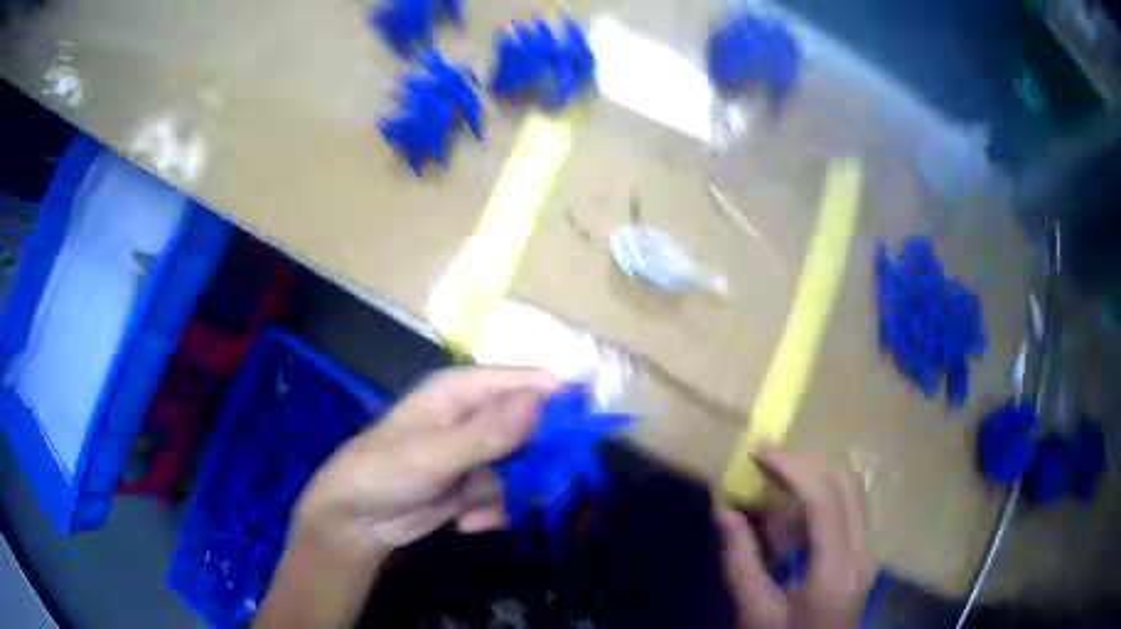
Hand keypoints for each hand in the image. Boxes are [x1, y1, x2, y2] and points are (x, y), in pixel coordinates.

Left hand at [292, 367, 560, 558]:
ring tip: (480, 512)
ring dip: (513, 495)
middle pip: (536, 427)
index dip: (563, 401)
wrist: (355, 519)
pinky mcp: (476, 483)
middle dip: (541, 462)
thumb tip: (543, 402)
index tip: (590, 431)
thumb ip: (489, 432)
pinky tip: (467, 523)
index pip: (529, 382)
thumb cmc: (384, 472)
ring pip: (527, 467)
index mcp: (465, 391)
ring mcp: (479, 452)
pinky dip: (494, 511)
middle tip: (542, 489)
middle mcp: (477, 416)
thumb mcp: (434, 453)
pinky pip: (509, 495)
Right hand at [716, 447, 874, 628]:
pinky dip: (822, 496)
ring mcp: (868, 551)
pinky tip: (792, 512)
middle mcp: (862, 552)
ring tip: (775, 482)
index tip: (757, 452)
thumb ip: (741, 561)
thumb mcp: (755, 613)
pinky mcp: (864, 554)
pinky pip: (849, 508)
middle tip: (765, 463)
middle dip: (805, 463)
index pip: (824, 499)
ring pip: (852, 491)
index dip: (791, 468)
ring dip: (815, 477)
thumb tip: (725, 511)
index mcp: (836, 571)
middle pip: (846, 483)